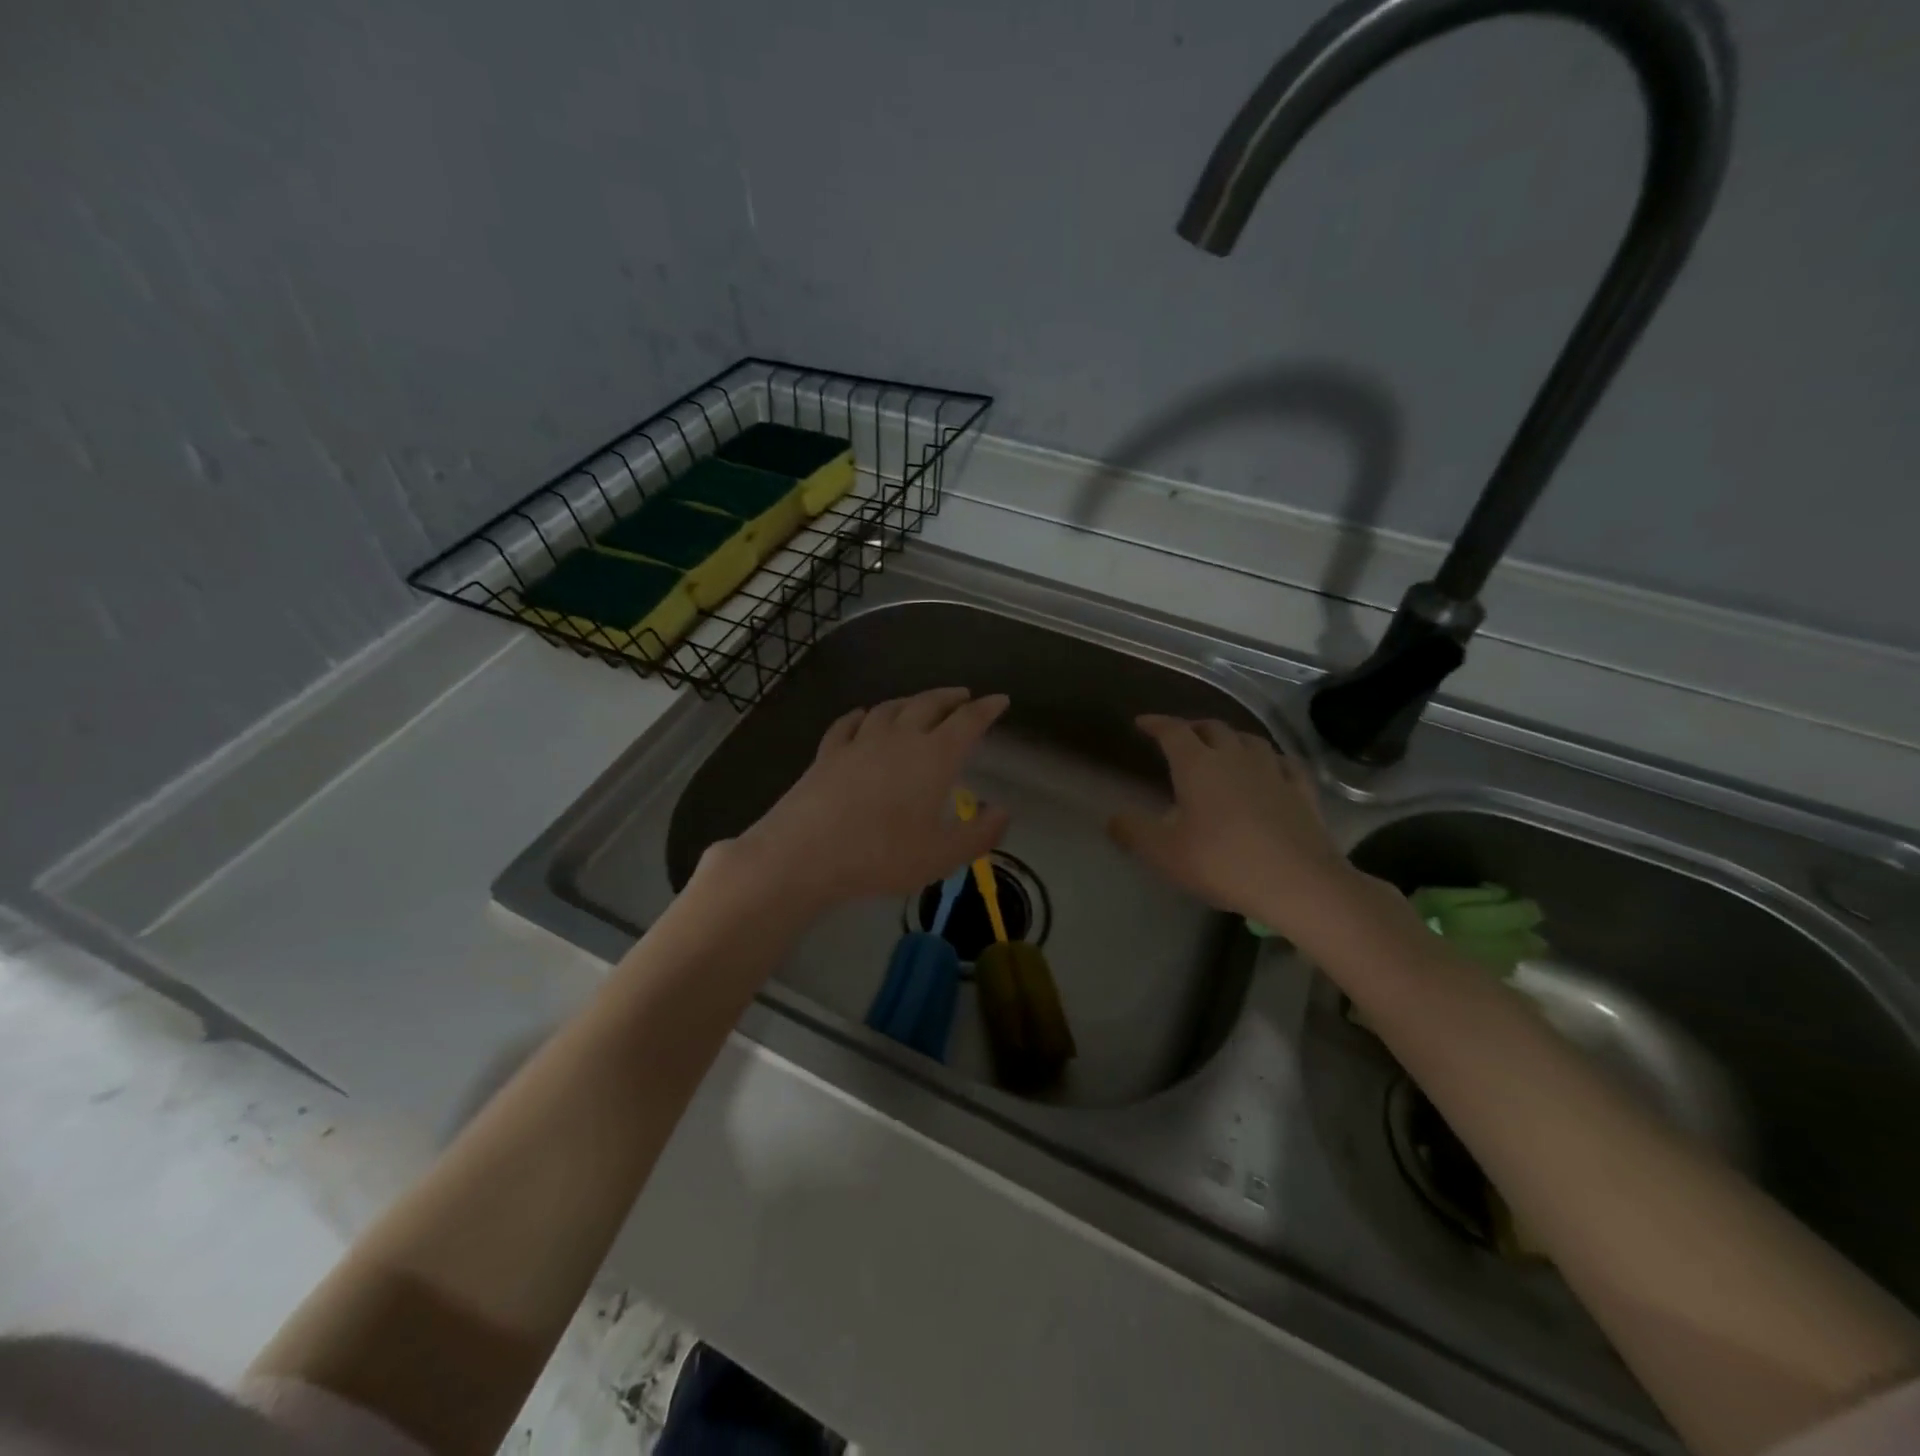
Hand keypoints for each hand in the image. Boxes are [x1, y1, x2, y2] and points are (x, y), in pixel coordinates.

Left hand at [715, 687, 1011, 915]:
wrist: (806, 852)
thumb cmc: (882, 855)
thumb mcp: (942, 856)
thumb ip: (979, 834)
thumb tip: (1003, 811)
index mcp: (934, 757)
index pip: (967, 722)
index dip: (986, 709)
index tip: (999, 699)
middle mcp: (899, 738)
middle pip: (929, 705)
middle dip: (950, 698)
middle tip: (963, 696)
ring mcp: (859, 742)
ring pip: (890, 709)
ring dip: (910, 701)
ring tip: (920, 703)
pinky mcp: (827, 753)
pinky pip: (848, 724)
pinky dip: (861, 715)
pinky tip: (862, 715)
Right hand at [1107, 715, 1371, 933]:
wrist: (1298, 883)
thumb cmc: (1222, 863)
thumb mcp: (1164, 853)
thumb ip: (1133, 832)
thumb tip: (1112, 818)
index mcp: (1198, 765)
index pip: (1173, 731)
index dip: (1156, 724)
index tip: (1142, 723)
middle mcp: (1235, 757)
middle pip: (1212, 728)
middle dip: (1192, 727)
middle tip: (1180, 737)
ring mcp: (1273, 771)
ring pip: (1249, 740)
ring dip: (1231, 738)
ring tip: (1222, 748)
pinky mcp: (1302, 791)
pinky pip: (1284, 763)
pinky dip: (1270, 760)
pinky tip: (1271, 769)